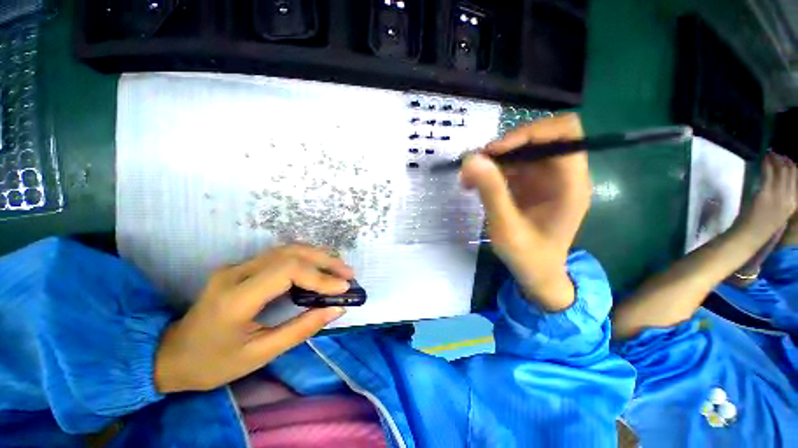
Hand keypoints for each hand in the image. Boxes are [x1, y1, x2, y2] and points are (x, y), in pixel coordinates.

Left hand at [154, 245, 351, 392]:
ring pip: (287, 249)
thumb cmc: (212, 363)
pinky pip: (280, 255)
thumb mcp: (258, 355)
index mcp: (236, 298)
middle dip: (325, 261)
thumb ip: (301, 329)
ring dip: (318, 256)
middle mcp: (236, 273)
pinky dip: (306, 259)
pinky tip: (319, 267)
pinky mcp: (242, 267)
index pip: (287, 271)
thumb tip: (337, 309)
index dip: (320, 277)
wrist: (170, 354)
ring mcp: (237, 266)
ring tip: (339, 269)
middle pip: (290, 253)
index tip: (343, 289)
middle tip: (349, 273)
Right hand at [459, 113, 590, 310]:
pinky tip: (474, 184)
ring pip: (522, 150)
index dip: (529, 133)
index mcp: (571, 183)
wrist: (537, 273)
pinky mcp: (532, 184)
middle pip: (541, 136)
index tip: (494, 151)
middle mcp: (563, 174)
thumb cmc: (528, 256)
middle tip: (478, 162)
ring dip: (494, 159)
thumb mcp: (506, 228)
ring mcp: (547, 178)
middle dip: (506, 145)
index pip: (563, 134)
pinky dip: (492, 170)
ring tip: (468, 177)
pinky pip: (512, 165)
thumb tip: (471, 159)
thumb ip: (491, 192)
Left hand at [734, 153, 797, 246]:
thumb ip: (783, 197)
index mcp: (795, 203)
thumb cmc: (762, 225)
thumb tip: (781, 181)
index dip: (794, 166)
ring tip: (771, 152)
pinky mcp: (766, 194)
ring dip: (777, 159)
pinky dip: (767, 164)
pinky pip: (769, 174)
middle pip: (792, 172)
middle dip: (786, 159)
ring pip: (782, 171)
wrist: (750, 236)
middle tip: (779, 153)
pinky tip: (764, 158)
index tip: (788, 158)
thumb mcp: (780, 211)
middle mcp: (791, 198)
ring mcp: (779, 196)